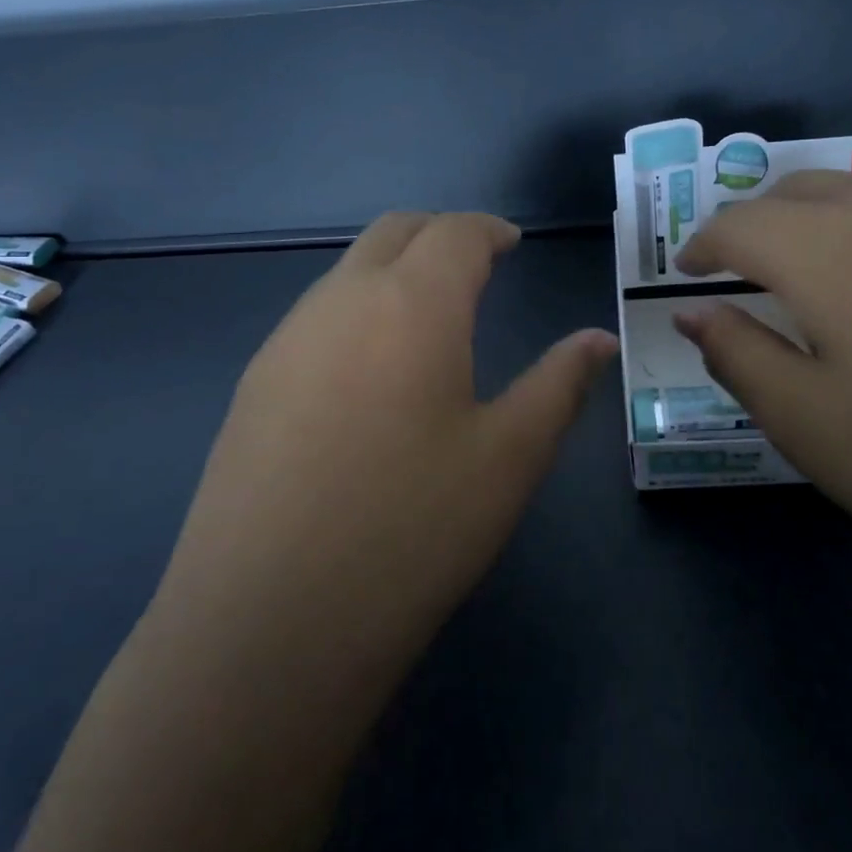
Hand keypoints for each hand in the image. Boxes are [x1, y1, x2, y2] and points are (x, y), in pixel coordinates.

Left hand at [158, 212, 616, 661]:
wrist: (268, 621)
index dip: (488, 230)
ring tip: (428, 317)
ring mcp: (286, 341)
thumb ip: (559, 384)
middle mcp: (341, 301)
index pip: (454, 233)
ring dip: (392, 270)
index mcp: (412, 304)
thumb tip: (599, 340)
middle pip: (393, 233)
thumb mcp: (509, 457)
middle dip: (439, 235)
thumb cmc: (412, 529)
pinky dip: (355, 310)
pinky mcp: (252, 384)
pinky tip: (369, 372)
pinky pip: (314, 317)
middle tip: (476, 265)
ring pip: (346, 271)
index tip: (511, 243)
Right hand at [672, 174, 851, 564]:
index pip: (737, 225)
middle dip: (750, 225)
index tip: (684, 274)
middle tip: (735, 274)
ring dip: (808, 222)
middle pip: (792, 192)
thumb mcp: (806, 421)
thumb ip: (737, 355)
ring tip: (801, 277)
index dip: (701, 246)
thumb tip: (694, 313)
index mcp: (823, 247)